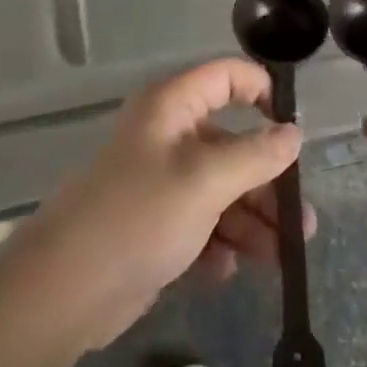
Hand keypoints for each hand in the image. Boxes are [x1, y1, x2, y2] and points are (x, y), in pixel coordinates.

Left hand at [18, 59, 314, 347]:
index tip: (293, 126)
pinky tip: (226, 270)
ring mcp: (160, 184)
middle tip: (300, 222)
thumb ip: (256, 156)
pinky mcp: (154, 227)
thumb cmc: (140, 216)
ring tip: (279, 258)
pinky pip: (200, 224)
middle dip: (267, 184)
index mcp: (172, 108)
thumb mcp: (206, 180)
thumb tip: (293, 133)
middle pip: (231, 145)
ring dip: (251, 222)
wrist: (66, 290)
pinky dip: (218, 244)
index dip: (261, 91)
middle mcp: (167, 137)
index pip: (225, 76)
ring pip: (220, 191)